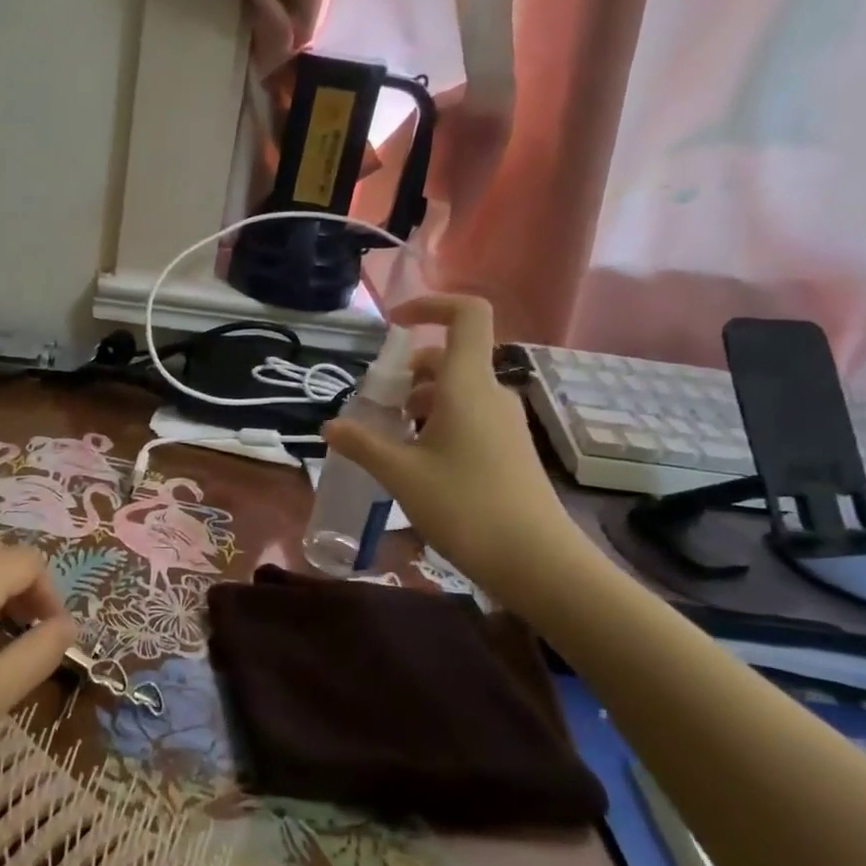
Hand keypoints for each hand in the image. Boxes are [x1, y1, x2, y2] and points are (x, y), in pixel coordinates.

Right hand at [322, 294, 593, 603]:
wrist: (536, 561)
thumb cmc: (465, 506)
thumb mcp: (400, 474)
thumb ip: (362, 444)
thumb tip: (329, 427)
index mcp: (467, 385)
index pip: (466, 314)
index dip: (430, 304)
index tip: (392, 324)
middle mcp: (490, 393)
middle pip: (447, 357)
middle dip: (405, 372)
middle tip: (373, 405)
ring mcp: (503, 421)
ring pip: (454, 390)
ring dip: (417, 401)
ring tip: (387, 438)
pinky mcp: (508, 447)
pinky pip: (467, 415)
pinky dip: (436, 422)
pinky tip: (415, 460)